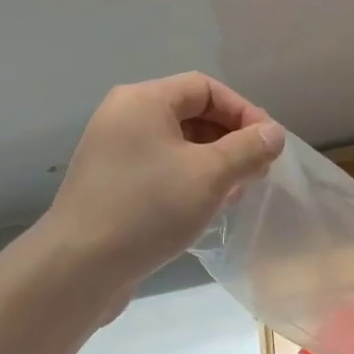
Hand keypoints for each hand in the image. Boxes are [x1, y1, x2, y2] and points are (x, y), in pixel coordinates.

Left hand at [42, 73, 283, 291]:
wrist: (80, 265)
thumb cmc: (148, 209)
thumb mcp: (210, 175)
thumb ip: (248, 149)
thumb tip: (274, 133)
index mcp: (144, 101)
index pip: (205, 88)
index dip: (243, 112)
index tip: (269, 147)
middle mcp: (124, 118)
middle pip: (190, 115)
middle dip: (230, 141)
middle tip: (256, 174)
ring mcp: (114, 154)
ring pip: (177, 147)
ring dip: (213, 166)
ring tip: (236, 196)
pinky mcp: (111, 187)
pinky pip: (160, 172)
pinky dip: (188, 183)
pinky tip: (205, 210)